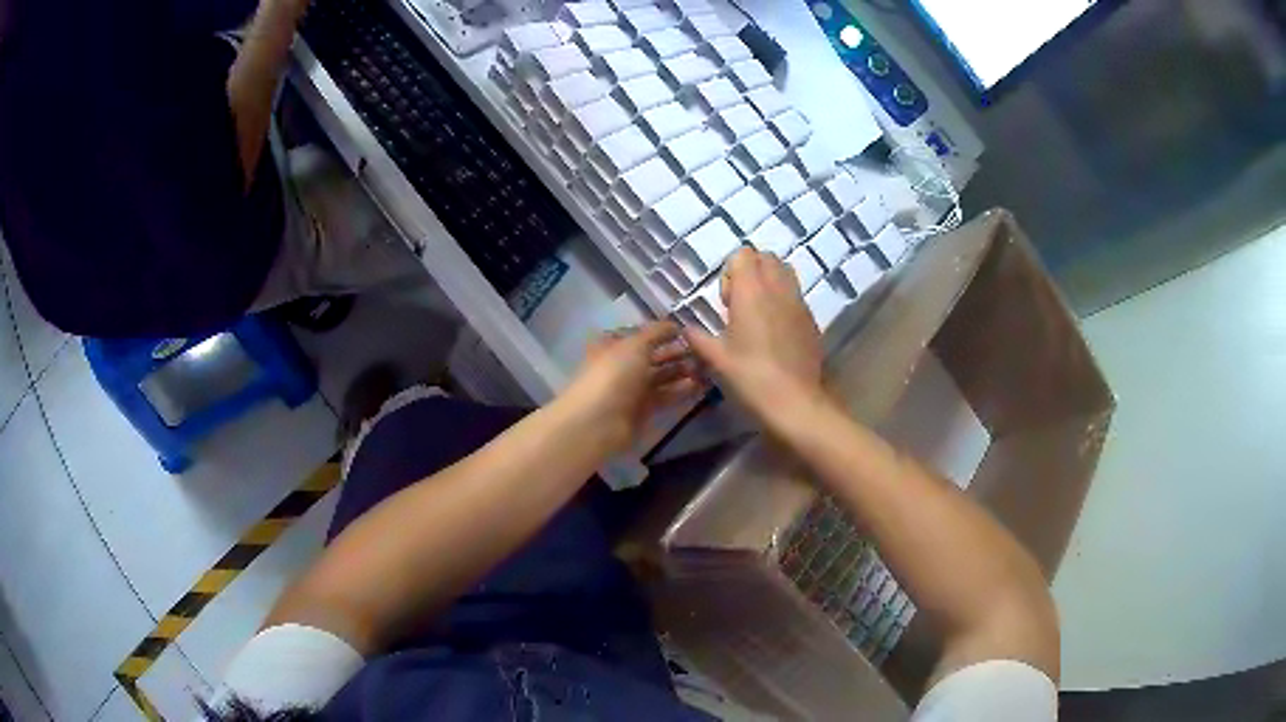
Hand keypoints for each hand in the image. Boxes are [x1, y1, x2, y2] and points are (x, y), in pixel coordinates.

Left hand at [559, 321, 704, 453]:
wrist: (598, 421)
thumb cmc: (613, 374)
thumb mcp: (634, 344)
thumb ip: (656, 332)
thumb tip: (675, 325)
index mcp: (614, 345)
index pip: (642, 335)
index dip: (662, 332)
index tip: (687, 331)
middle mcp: (623, 365)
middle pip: (654, 356)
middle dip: (677, 352)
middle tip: (704, 351)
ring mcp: (633, 389)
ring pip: (663, 376)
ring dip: (683, 371)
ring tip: (708, 368)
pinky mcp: (644, 410)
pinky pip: (667, 396)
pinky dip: (683, 391)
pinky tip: (702, 385)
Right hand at [684, 248, 824, 422]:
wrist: (794, 402)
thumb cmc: (750, 377)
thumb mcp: (716, 359)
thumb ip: (697, 338)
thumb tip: (686, 329)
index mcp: (752, 291)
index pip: (743, 254)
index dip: (730, 272)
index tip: (727, 302)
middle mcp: (778, 288)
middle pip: (766, 258)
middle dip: (751, 272)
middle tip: (740, 305)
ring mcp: (799, 303)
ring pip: (785, 273)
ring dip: (770, 283)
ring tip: (758, 314)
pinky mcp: (811, 320)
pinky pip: (796, 297)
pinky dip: (784, 303)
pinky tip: (775, 334)